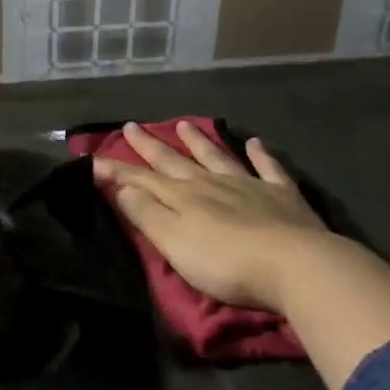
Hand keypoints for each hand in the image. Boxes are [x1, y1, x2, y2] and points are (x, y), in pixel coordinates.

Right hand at [93, 122, 347, 312]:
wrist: (295, 265)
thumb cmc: (226, 262)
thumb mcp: (174, 243)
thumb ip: (146, 214)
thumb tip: (122, 186)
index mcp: (183, 197)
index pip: (142, 180)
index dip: (117, 171)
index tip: (94, 159)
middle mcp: (211, 183)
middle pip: (174, 162)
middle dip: (150, 146)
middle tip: (131, 126)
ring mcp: (248, 185)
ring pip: (217, 157)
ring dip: (199, 142)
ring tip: (184, 124)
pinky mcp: (282, 196)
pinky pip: (268, 168)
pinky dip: (260, 154)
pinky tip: (255, 143)